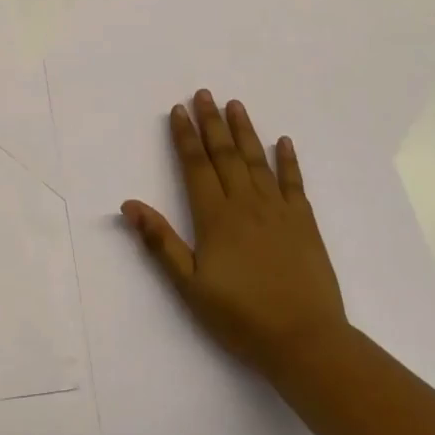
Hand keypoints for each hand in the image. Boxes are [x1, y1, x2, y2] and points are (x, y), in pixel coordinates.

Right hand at [122, 89, 348, 380]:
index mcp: (215, 217)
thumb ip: (160, 242)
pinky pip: (294, 183)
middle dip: (212, 123)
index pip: (195, 166)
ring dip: (245, 131)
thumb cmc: (240, 317)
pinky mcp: (304, 223)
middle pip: (225, 154)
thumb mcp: (189, 285)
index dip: (185, 137)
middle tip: (204, 94)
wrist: (305, 341)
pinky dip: (288, 160)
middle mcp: (246, 204)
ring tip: (235, 105)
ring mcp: (279, 211)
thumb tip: (129, 205)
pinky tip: (282, 142)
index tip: (178, 110)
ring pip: (257, 161)